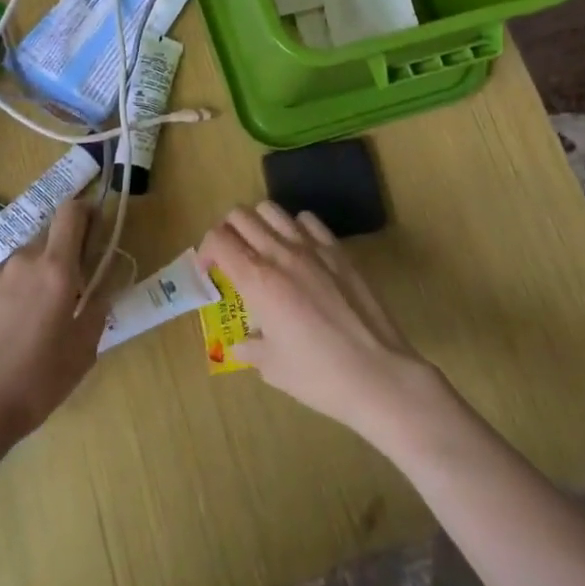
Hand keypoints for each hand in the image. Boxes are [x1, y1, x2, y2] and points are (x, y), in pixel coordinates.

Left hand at [0, 201, 104, 450]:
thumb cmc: (37, 383)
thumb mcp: (83, 350)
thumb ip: (98, 307)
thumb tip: (103, 284)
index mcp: (56, 270)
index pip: (70, 213)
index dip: (84, 211)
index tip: (93, 227)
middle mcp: (22, 260)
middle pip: (47, 240)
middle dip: (59, 258)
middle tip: (63, 295)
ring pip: (20, 264)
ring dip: (30, 279)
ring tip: (27, 321)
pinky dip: (5, 296)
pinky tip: (0, 332)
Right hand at [198, 202, 443, 445]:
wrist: (379, 375)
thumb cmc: (319, 376)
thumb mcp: (273, 368)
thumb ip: (251, 348)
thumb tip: (242, 344)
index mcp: (257, 281)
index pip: (217, 240)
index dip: (205, 251)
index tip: (210, 271)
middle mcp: (280, 254)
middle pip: (240, 216)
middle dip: (227, 232)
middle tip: (231, 257)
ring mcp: (312, 248)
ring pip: (271, 209)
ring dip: (258, 223)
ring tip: (262, 248)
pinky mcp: (339, 251)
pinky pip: (307, 220)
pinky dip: (294, 227)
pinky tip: (299, 251)